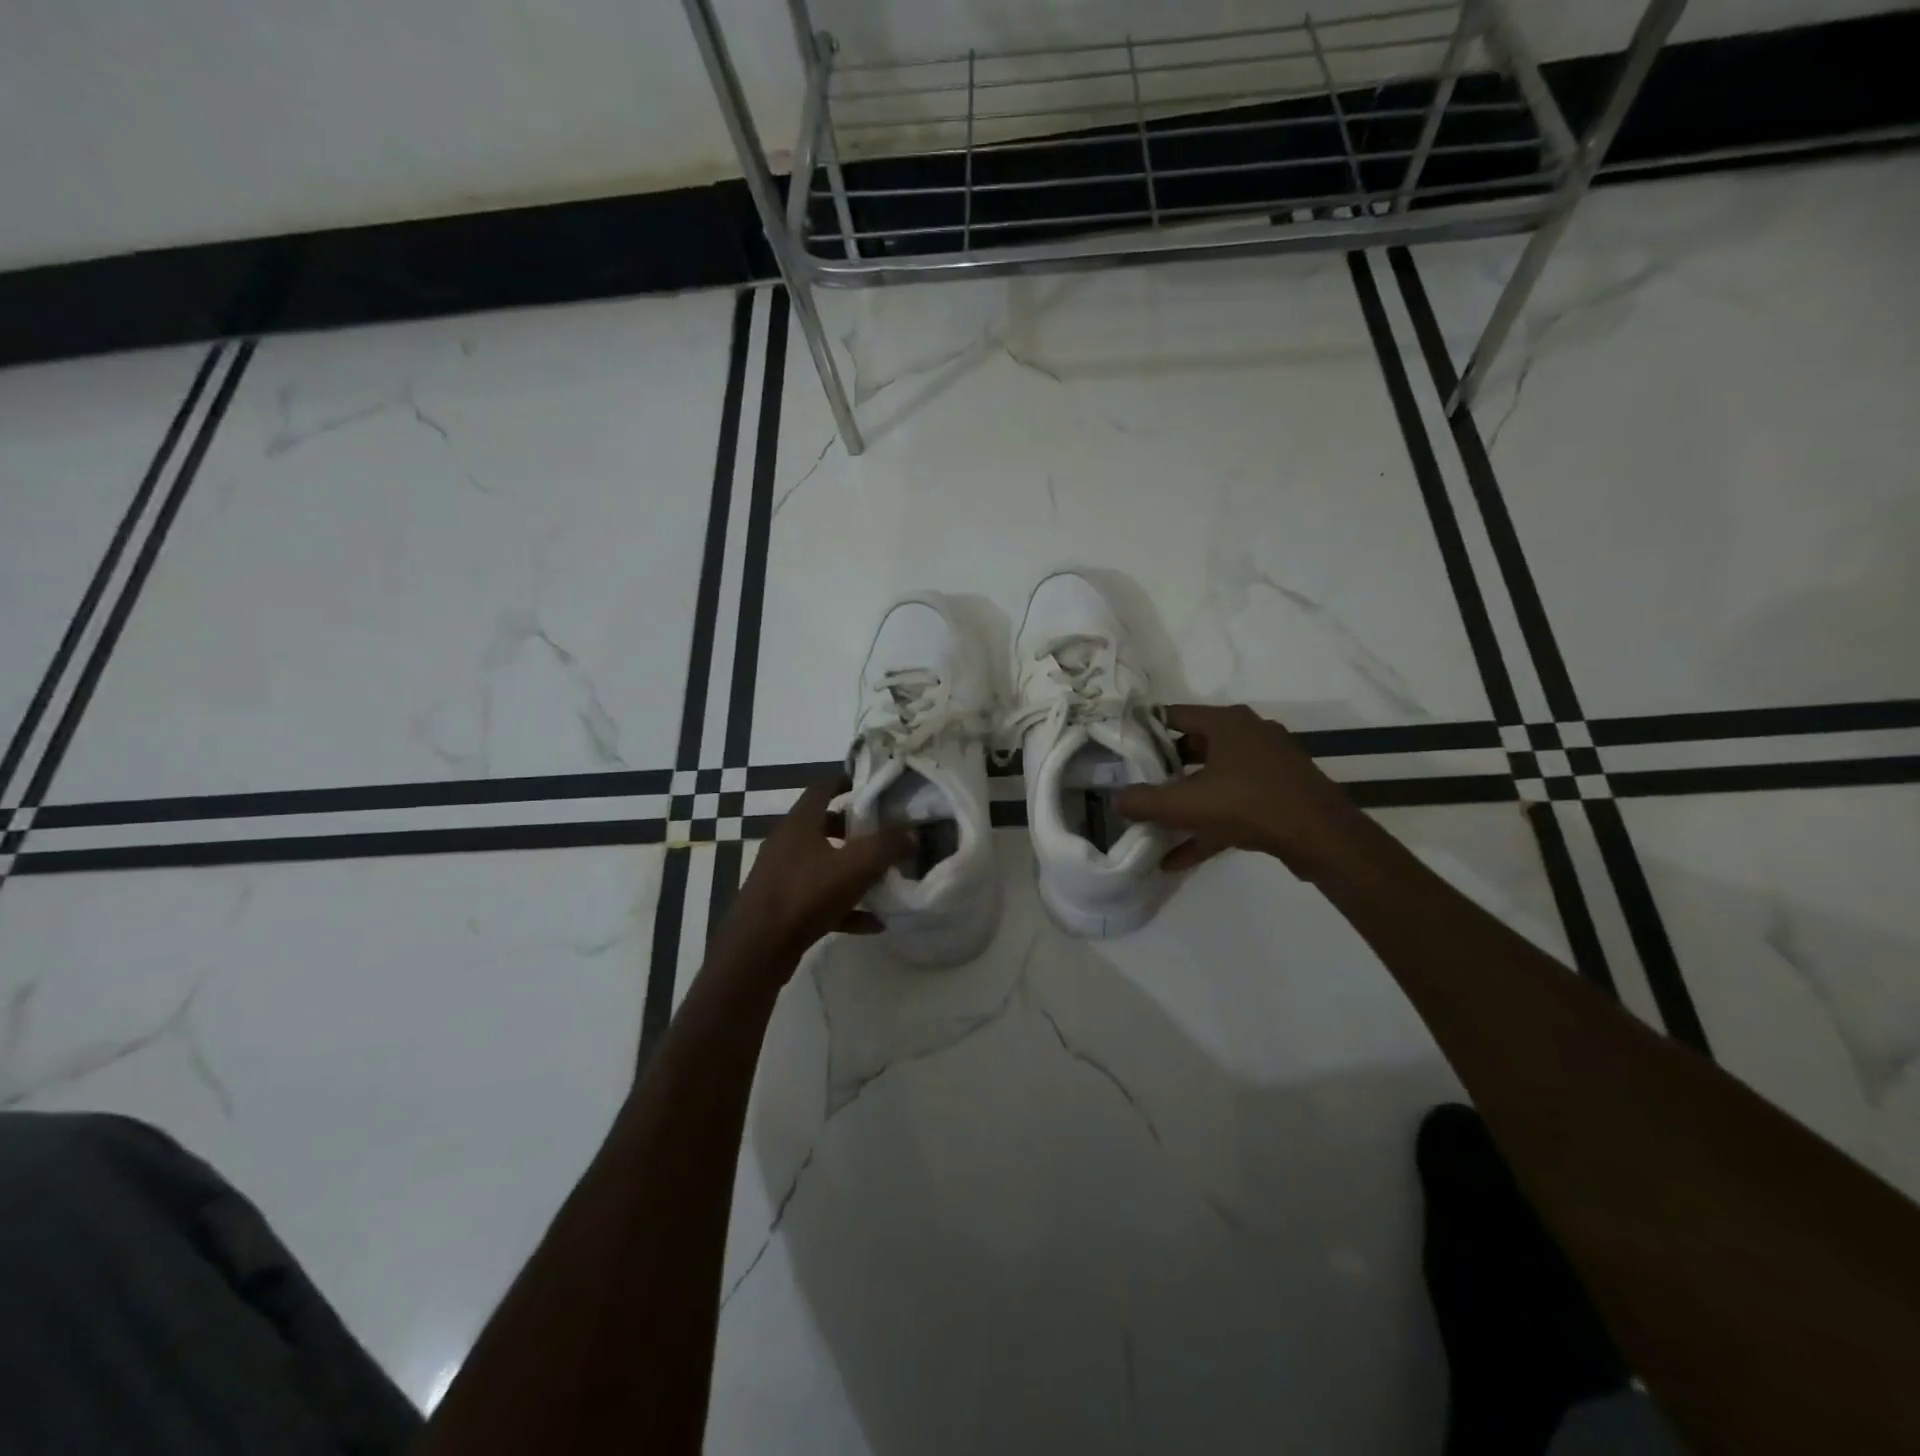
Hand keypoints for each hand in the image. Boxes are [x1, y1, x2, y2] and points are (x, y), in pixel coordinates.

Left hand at [715, 778, 909, 970]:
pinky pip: (820, 899)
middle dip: (856, 828)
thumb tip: (911, 834)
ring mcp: (782, 875)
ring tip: (883, 877)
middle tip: (886, 833)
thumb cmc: (806, 894)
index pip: (823, 787)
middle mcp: (787, 843)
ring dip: (851, 869)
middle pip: (825, 825)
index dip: (849, 780)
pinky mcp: (782, 906)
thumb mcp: (856, 865)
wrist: (758, 950)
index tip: (876, 786)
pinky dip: (846, 906)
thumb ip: (888, 845)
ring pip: (823, 863)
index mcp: (800, 822)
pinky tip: (873, 922)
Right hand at [1116, 704, 1371, 877]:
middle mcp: (1248, 735)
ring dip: (1185, 803)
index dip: (1144, 731)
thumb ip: (1144, 801)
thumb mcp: (1186, 804)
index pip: (1173, 715)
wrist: (1322, 837)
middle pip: (1193, 747)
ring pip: (1213, 779)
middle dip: (1163, 770)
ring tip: (1154, 823)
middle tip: (1136, 786)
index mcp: (1227, 723)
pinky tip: (1178, 858)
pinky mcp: (1278, 794)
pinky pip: (1233, 805)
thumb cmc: (1249, 804)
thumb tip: (1113, 798)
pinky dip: (1207, 826)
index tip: (1122, 750)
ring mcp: (1267, 765)